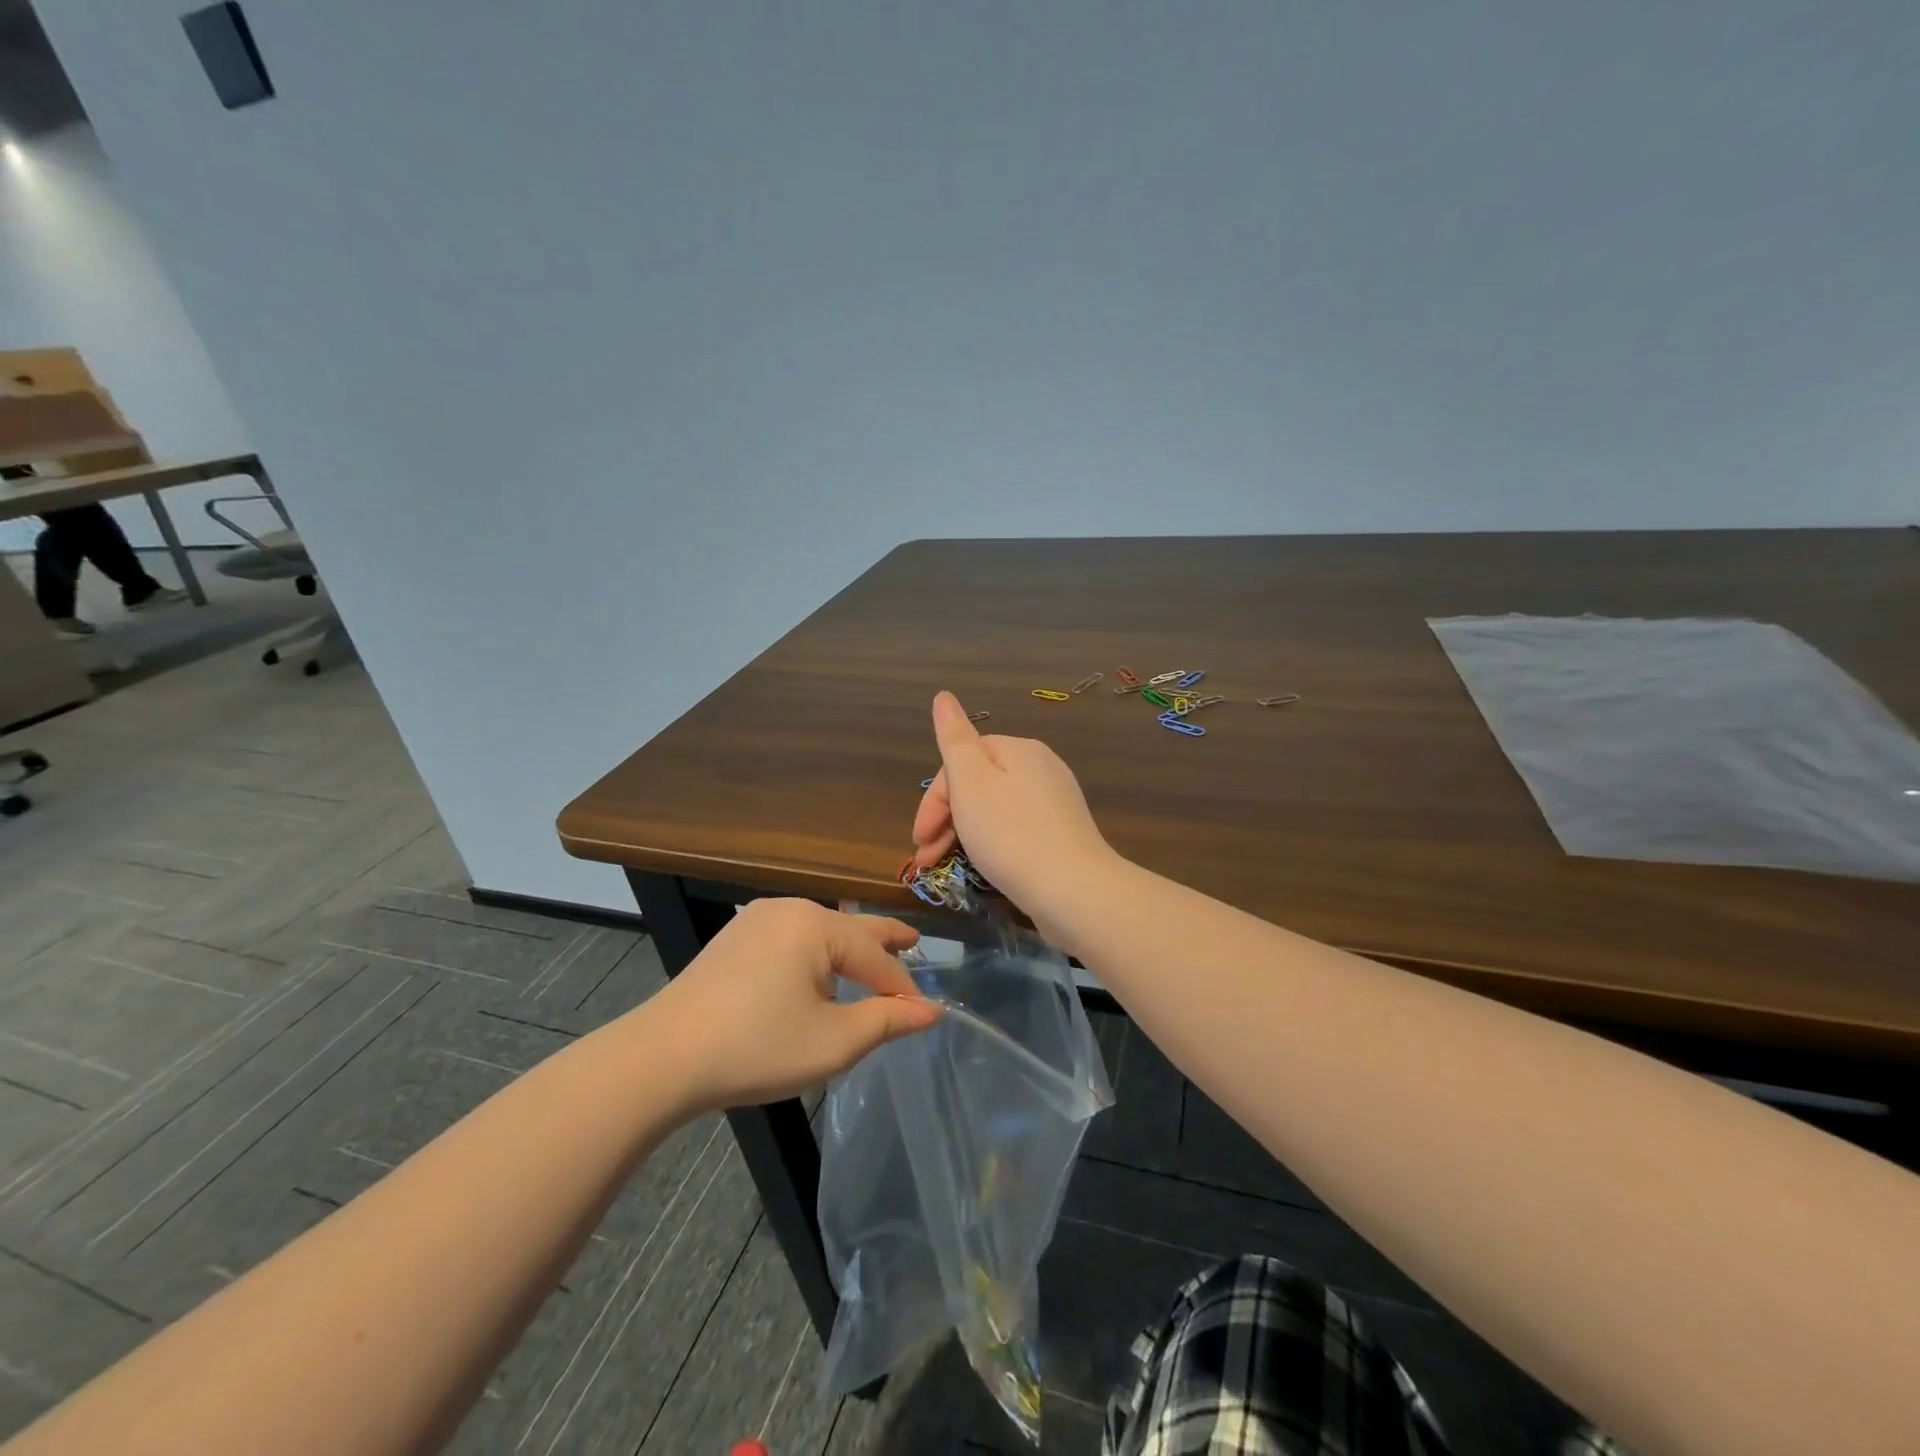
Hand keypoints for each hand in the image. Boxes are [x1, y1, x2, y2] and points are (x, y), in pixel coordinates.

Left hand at [645, 899, 940, 1110]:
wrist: (663, 1057)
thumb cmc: (757, 1047)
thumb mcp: (833, 1041)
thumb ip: (887, 1021)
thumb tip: (931, 1010)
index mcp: (816, 925)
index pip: (875, 956)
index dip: (902, 987)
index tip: (923, 1012)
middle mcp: (789, 909)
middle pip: (850, 928)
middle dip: (883, 940)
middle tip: (914, 942)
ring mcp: (756, 919)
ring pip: (819, 932)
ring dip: (847, 950)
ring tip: (870, 961)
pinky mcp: (735, 938)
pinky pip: (791, 938)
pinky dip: (815, 954)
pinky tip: (818, 973)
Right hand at [912, 690, 1115, 911]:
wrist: (1074, 890)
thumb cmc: (1012, 835)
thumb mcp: (972, 783)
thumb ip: (954, 739)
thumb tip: (943, 696)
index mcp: (1017, 748)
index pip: (961, 762)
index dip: (934, 800)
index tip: (919, 839)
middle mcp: (1040, 766)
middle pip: (978, 784)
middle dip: (946, 819)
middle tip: (927, 859)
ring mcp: (1056, 800)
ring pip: (995, 808)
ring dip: (964, 834)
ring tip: (947, 867)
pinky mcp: (1063, 832)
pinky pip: (1016, 828)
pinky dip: (992, 843)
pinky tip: (986, 866)